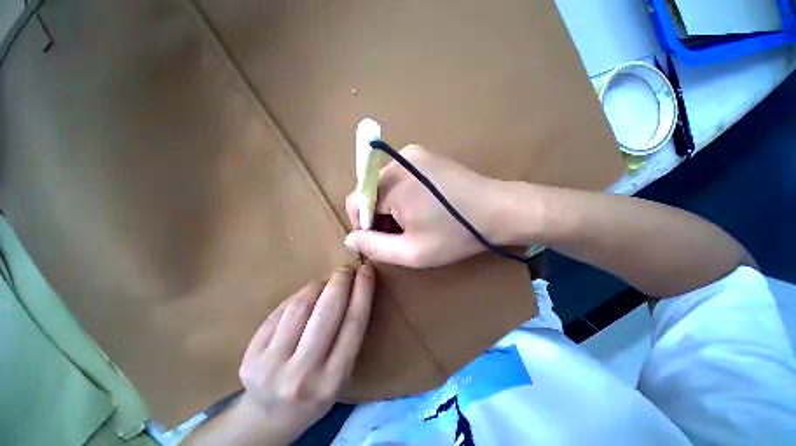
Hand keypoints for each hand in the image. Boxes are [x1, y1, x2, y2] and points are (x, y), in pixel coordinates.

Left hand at [236, 266, 374, 443]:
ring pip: (301, 307)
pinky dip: (297, 297)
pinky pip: (280, 312)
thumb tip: (349, 289)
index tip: (367, 270)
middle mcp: (303, 375)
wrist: (270, 418)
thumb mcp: (341, 373)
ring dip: (317, 285)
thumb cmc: (315, 391)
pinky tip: (305, 296)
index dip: (362, 291)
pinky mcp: (250, 357)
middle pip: (327, 312)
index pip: (353, 324)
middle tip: (346, 270)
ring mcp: (272, 366)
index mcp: (333, 380)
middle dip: (340, 282)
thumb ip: (347, 334)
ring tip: (326, 281)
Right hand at [345, 145, 509, 267]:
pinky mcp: (423, 155)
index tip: (383, 240)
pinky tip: (422, 206)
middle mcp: (398, 161)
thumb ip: (375, 247)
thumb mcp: (413, 251)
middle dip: (379, 216)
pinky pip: (400, 177)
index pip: (355, 202)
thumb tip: (350, 238)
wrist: (499, 210)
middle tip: (402, 233)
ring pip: (385, 185)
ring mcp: (412, 154)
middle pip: (371, 192)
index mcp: (392, 184)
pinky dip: (403, 194)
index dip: (364, 225)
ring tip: (415, 221)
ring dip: (391, 206)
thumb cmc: (456, 234)